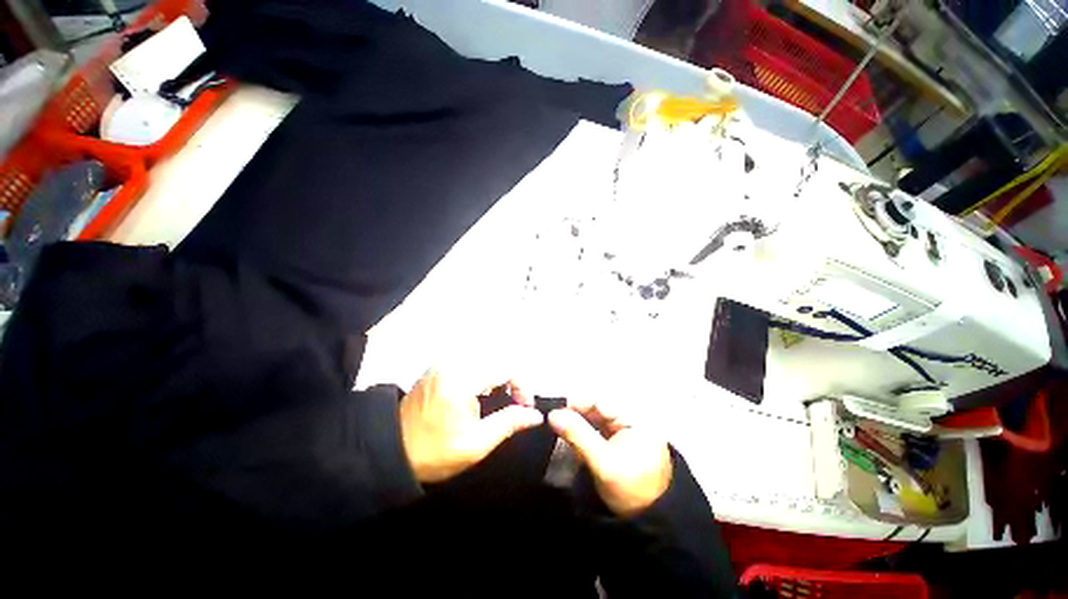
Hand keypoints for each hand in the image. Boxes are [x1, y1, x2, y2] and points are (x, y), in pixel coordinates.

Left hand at [400, 369, 543, 483]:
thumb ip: (508, 424)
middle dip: (512, 380)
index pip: (505, 367)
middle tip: (515, 403)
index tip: (525, 407)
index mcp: (462, 380)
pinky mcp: (439, 367)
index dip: (522, 385)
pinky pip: (471, 362)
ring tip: (500, 399)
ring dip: (498, 376)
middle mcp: (453, 363)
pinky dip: (484, 374)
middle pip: (497, 359)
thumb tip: (535, 415)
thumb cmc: (434, 452)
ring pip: (485, 359)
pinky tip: (481, 393)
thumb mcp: (475, 444)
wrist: (391, 452)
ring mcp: (444, 363)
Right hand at [548, 402, 671, 516]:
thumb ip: (578, 435)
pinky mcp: (618, 445)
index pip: (600, 402)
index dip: (576, 403)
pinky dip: (582, 435)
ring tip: (558, 429)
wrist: (649, 525)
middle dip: (574, 414)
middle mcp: (630, 420)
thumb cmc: (631, 491)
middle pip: (597, 410)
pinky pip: (596, 433)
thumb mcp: (603, 463)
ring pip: (594, 421)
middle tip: (552, 421)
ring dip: (576, 425)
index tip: (553, 410)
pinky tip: (570, 440)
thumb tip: (553, 414)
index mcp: (635, 419)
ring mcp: (625, 433)